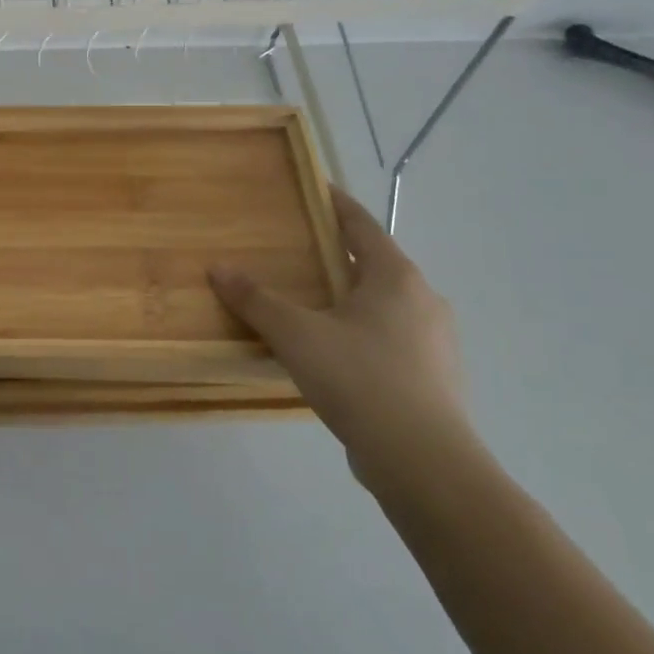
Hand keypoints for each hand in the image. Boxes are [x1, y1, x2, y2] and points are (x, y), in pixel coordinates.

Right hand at [209, 185, 472, 493]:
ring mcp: (436, 341)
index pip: (362, 225)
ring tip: (312, 306)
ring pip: (386, 305)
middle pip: (376, 264)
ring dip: (352, 299)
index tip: (315, 190)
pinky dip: (363, 334)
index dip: (336, 205)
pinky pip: (392, 340)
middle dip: (339, 257)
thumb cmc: (360, 379)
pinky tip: (336, 356)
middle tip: (299, 253)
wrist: (424, 462)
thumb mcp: (296, 335)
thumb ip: (256, 300)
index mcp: (396, 277)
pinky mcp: (435, 377)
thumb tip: (218, 268)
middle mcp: (424, 300)